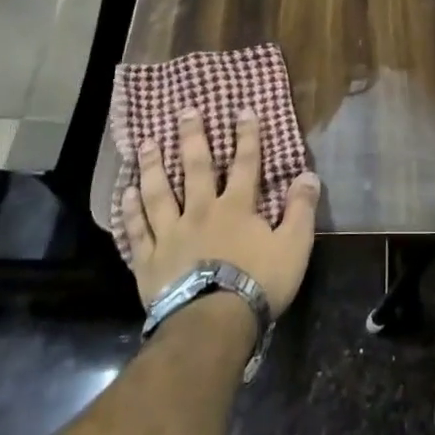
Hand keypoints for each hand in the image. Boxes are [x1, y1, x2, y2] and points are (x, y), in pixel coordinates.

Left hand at [121, 108, 321, 316]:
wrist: (211, 324)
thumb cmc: (257, 284)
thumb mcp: (294, 246)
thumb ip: (301, 209)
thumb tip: (309, 175)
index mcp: (236, 207)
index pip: (245, 163)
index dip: (247, 136)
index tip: (243, 110)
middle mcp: (200, 211)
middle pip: (195, 168)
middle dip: (192, 137)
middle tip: (185, 111)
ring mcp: (171, 235)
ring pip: (159, 193)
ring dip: (153, 166)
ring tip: (146, 143)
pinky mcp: (149, 261)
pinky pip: (137, 231)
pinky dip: (130, 211)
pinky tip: (126, 194)